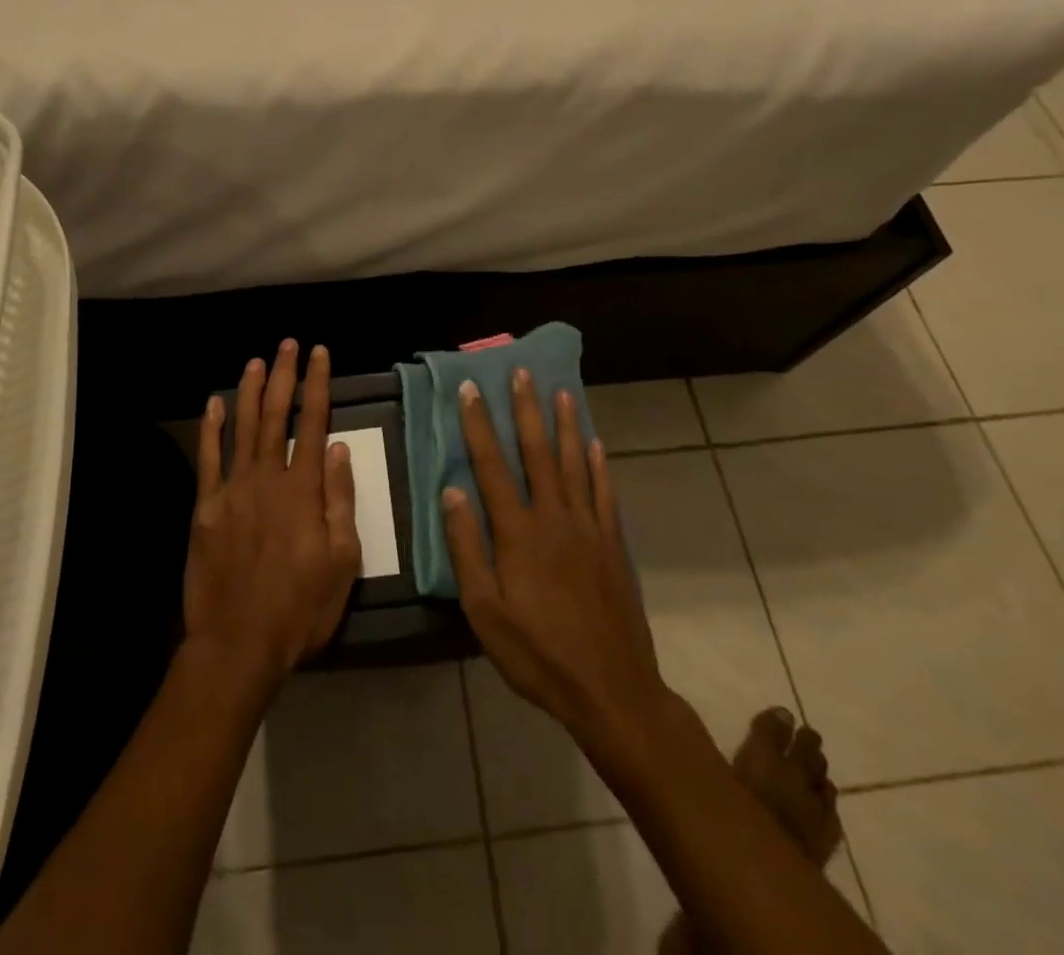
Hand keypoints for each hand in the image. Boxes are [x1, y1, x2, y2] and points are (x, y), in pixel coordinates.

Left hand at [185, 341, 361, 705]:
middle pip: (275, 415)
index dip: (317, 384)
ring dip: (249, 391)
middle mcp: (267, 477)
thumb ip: (340, 500)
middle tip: (287, 344)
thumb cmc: (300, 607)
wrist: (238, 643)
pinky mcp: (205, 507)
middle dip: (283, 376)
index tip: (320, 354)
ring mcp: (232, 490)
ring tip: (256, 361)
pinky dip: (210, 427)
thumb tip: (340, 449)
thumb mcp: (342, 561)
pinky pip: (208, 458)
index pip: (313, 423)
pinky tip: (213, 403)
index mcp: (303, 489)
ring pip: (241, 427)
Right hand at [442, 369, 669, 772]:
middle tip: (521, 373)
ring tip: (561, 392)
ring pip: (575, 464)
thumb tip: (452, 492)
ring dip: (565, 426)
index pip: (492, 466)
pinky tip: (596, 444)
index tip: (471, 390)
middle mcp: (554, 518)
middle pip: (537, 453)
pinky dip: (600, 465)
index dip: (479, 425)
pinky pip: (605, 494)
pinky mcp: (612, 545)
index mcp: (518, 533)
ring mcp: (588, 529)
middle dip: (526, 410)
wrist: (611, 690)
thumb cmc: (537, 654)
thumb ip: (467, 549)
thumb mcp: (485, 612)